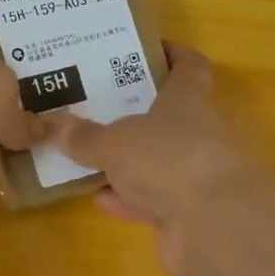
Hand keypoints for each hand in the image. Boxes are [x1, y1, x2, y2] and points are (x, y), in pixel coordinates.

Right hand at [49, 42, 267, 275]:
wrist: (213, 226)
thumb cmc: (167, 159)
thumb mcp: (115, 142)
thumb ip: (87, 137)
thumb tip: (60, 126)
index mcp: (188, 101)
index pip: (190, 67)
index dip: (173, 54)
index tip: (146, 49)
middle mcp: (197, 134)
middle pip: (168, 116)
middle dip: (135, 113)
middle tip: (96, 105)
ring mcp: (194, 176)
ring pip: (157, 162)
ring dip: (127, 162)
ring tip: (88, 154)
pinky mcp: (188, 215)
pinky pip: (152, 201)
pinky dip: (128, 199)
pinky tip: (99, 198)